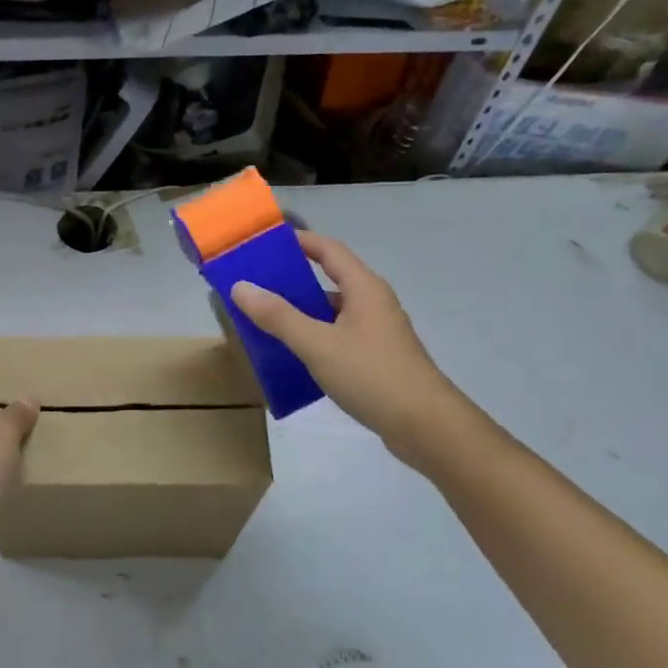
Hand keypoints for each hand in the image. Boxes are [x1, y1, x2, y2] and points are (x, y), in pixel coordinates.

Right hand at [230, 231, 463, 460]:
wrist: (427, 427)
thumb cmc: (372, 375)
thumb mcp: (317, 344)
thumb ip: (278, 316)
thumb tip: (241, 286)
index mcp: (363, 288)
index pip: (328, 249)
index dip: (299, 241)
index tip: (265, 243)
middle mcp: (373, 303)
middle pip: (329, 279)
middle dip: (292, 279)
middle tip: (255, 284)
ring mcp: (377, 332)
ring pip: (333, 312)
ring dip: (302, 312)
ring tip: (265, 319)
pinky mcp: (377, 358)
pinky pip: (339, 336)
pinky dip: (314, 337)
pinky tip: (293, 354)